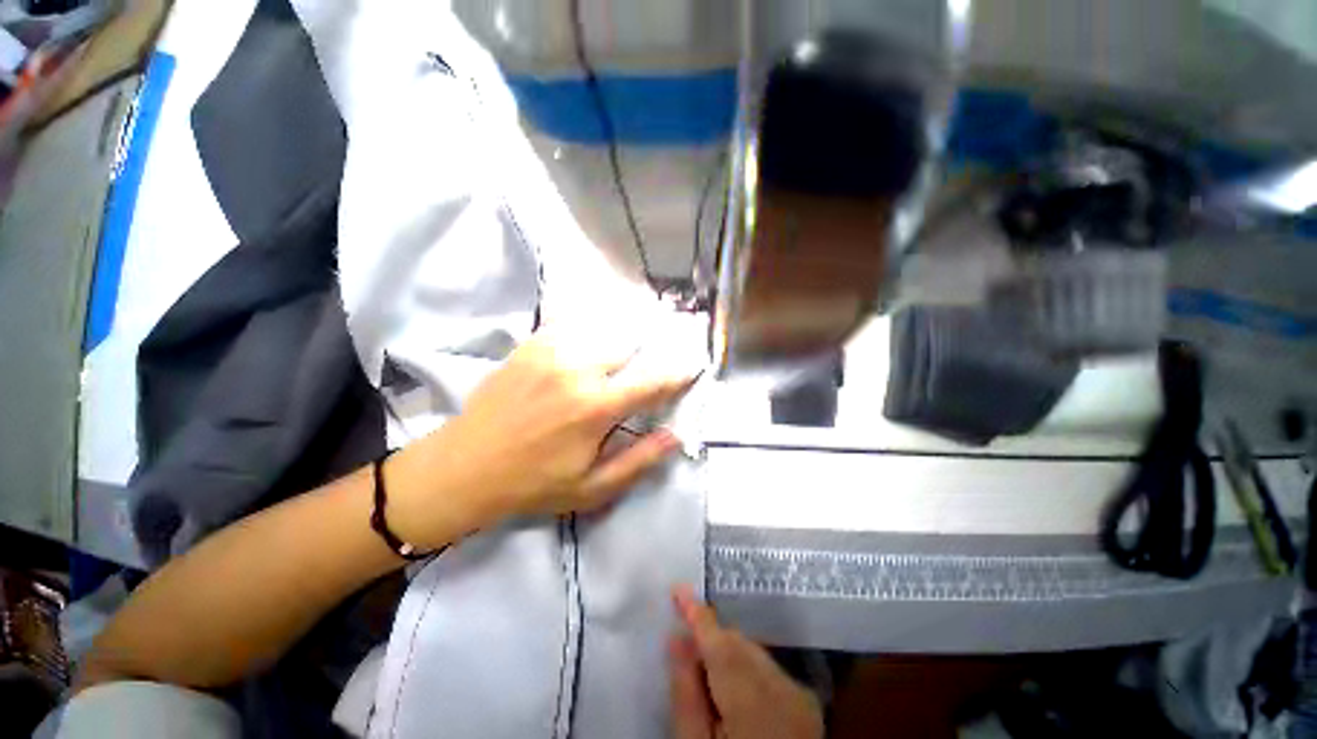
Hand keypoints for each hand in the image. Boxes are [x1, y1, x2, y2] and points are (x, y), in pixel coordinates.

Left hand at [389, 330, 694, 547]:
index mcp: (596, 407)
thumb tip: (676, 435)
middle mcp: (579, 370)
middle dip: (649, 351)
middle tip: (656, 356)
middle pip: (630, 345)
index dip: (679, 374)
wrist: (464, 467)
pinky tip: (594, 335)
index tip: (694, 367)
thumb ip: (639, 460)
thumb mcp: (592, 488)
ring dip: (622, 336)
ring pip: (603, 329)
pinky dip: (591, 327)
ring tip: (631, 340)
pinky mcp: (531, 345)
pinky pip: (571, 324)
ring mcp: (552, 351)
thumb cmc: (533, 484)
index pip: (653, 382)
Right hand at [670, 587, 823, 738]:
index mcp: (753, 703)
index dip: (697, 613)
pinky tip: (735, 694)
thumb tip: (676, 638)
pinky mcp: (808, 705)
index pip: (720, 642)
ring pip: (755, 654)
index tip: (678, 589)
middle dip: (712, 638)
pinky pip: (769, 670)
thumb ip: (686, 692)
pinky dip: (748, 669)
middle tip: (685, 648)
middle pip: (739, 645)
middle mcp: (785, 690)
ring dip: (729, 654)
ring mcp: (801, 697)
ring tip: (708, 679)